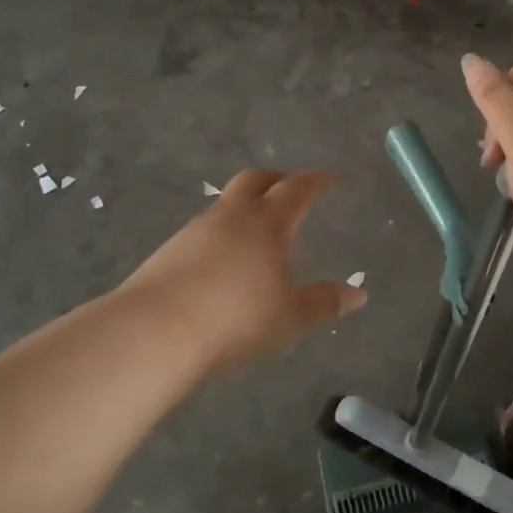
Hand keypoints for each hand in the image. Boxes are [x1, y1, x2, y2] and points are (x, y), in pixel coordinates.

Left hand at [122, 169, 365, 373]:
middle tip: (292, 189)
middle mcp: (230, 216)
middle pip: (256, 180)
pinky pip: (204, 231)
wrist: (154, 333)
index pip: (297, 189)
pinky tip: (224, 263)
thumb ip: (324, 302)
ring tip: (259, 232)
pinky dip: (222, 235)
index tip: (331, 179)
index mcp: (267, 222)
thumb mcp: (290, 317)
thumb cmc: (236, 319)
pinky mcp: (168, 252)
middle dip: (277, 180)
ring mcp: (194, 231)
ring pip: (226, 205)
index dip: (317, 181)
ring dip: (246, 208)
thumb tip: (358, 294)